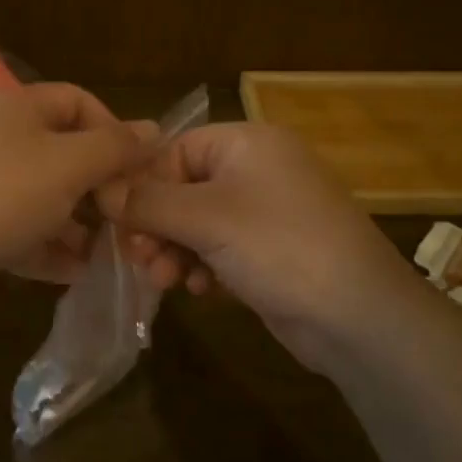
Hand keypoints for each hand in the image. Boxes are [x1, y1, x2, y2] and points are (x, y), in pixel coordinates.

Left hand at [0, 82, 150, 313]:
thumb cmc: (2, 195)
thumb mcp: (69, 164)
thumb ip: (114, 147)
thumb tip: (154, 129)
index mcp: (18, 108)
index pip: (78, 101)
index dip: (113, 129)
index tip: (137, 167)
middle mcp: (0, 139)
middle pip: (64, 152)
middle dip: (99, 185)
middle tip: (126, 217)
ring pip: (46, 196)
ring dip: (79, 222)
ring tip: (110, 251)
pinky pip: (24, 230)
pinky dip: (50, 247)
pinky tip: (76, 271)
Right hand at [101, 122, 424, 373]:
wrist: (360, 318)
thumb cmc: (278, 246)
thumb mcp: (205, 218)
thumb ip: (147, 202)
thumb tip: (101, 190)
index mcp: (247, 143)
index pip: (175, 151)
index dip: (143, 185)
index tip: (118, 222)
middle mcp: (258, 169)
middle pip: (184, 188)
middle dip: (157, 225)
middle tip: (138, 258)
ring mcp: (268, 212)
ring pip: (199, 223)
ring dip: (175, 249)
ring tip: (163, 280)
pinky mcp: (272, 251)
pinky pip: (221, 248)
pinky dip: (203, 265)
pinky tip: (199, 290)